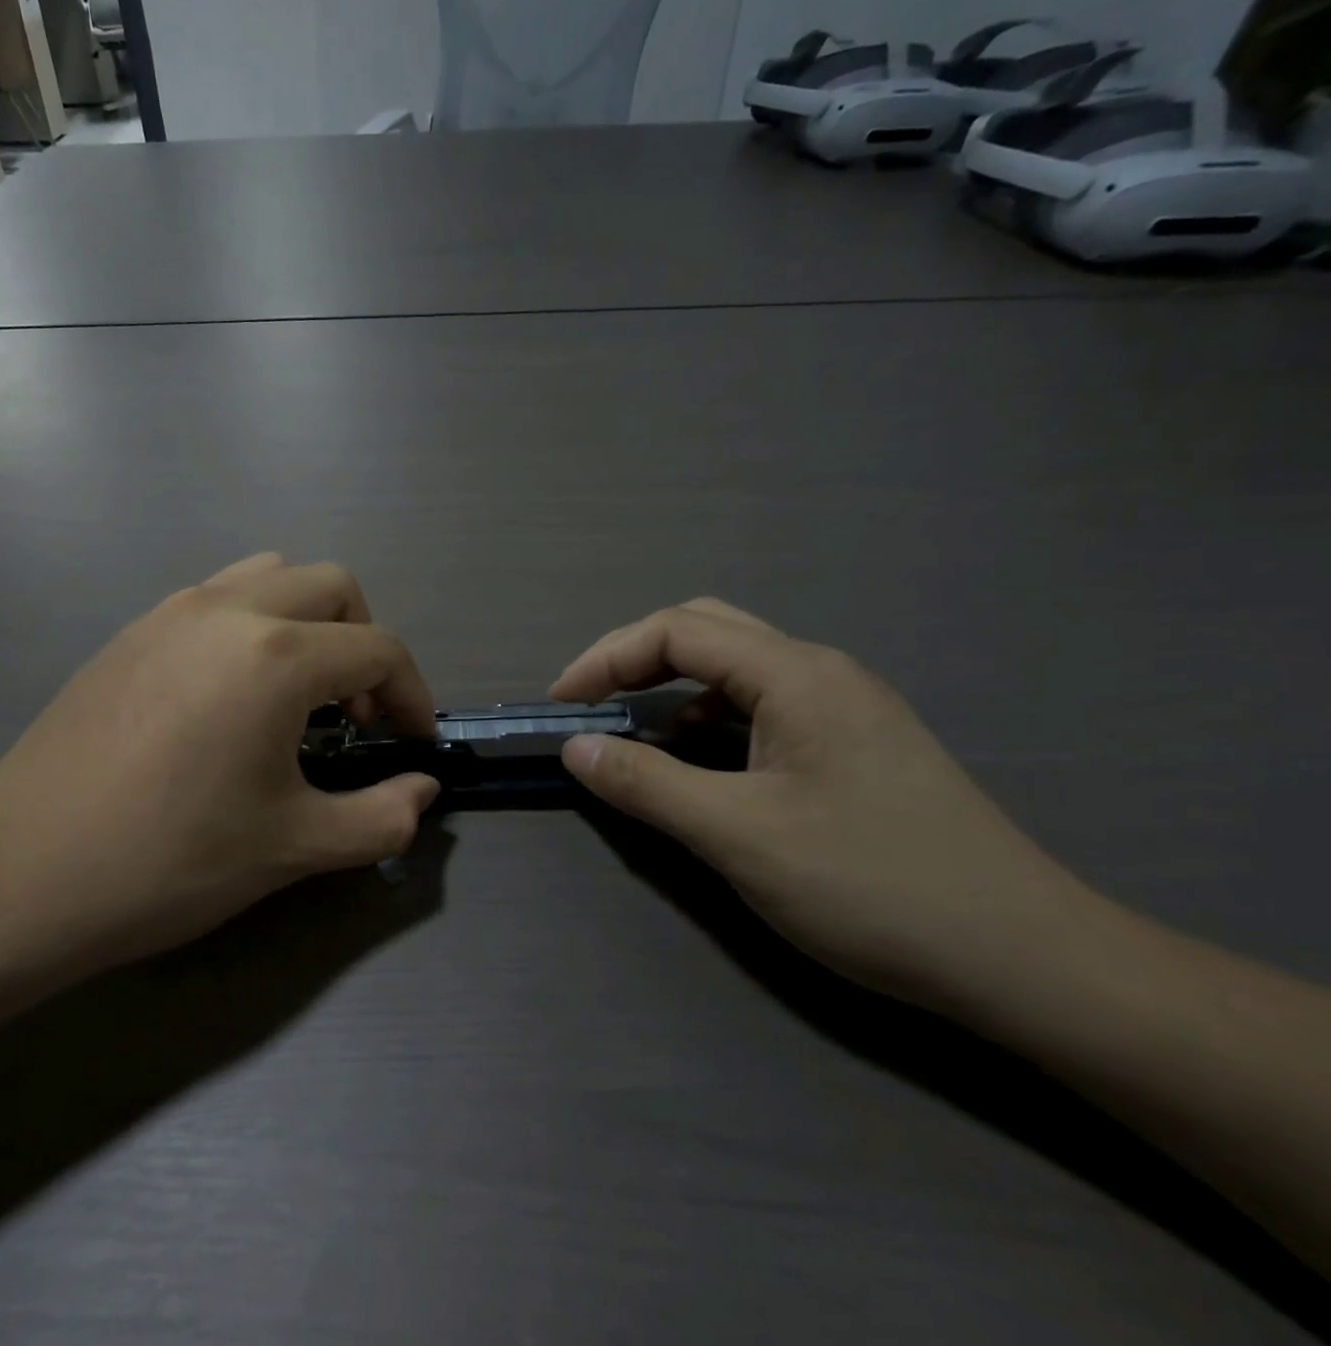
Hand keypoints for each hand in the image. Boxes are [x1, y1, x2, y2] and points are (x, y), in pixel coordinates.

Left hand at [0, 555, 439, 973]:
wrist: (20, 875)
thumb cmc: (169, 860)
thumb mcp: (292, 848)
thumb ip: (380, 819)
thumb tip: (423, 793)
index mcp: (275, 656)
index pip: (378, 649)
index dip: (412, 694)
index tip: (412, 744)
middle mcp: (228, 610)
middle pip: (333, 586)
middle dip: (364, 643)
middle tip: (355, 713)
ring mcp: (171, 612)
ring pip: (271, 575)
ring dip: (308, 620)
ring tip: (299, 692)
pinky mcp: (133, 631)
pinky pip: (218, 596)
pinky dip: (255, 623)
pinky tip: (233, 694)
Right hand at [550, 599, 1102, 1011]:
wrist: (1028, 960)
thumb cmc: (872, 885)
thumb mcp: (738, 836)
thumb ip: (647, 784)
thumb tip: (576, 749)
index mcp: (795, 674)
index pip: (676, 631)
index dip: (605, 658)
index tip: (562, 705)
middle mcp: (820, 671)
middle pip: (706, 631)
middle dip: (636, 658)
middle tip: (591, 703)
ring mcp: (844, 706)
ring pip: (736, 668)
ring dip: (674, 688)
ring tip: (635, 733)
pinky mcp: (855, 743)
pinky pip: (763, 706)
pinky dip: (711, 719)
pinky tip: (702, 762)